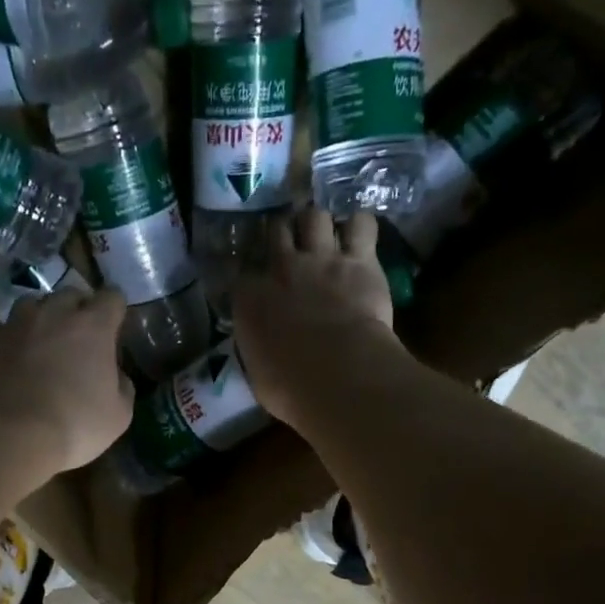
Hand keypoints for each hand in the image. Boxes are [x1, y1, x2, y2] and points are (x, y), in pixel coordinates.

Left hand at [0, 288, 133, 475]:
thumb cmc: (71, 427)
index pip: (111, 298)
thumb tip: (115, 376)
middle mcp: (48, 315)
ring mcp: (6, 327)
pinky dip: (0, 351)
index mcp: (90, 327)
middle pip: (67, 296)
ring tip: (35, 354)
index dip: (114, 311)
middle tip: (75, 343)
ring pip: (27, 310)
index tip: (114, 329)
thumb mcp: (117, 417)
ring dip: (36, 325)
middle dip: (75, 313)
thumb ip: (121, 387)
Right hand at [233, 209, 402, 427]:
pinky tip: (362, 236)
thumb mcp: (258, 374)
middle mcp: (280, 269)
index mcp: (249, 300)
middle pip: (276, 231)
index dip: (252, 278)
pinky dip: (361, 226)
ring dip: (319, 224)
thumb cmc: (289, 386)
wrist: (336, 373)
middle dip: (283, 235)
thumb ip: (258, 350)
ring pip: (315, 217)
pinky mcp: (360, 260)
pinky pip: (362, 224)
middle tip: (292, 246)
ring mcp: (321, 259)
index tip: (258, 287)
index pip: (242, 276)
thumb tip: (262, 349)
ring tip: (326, 236)